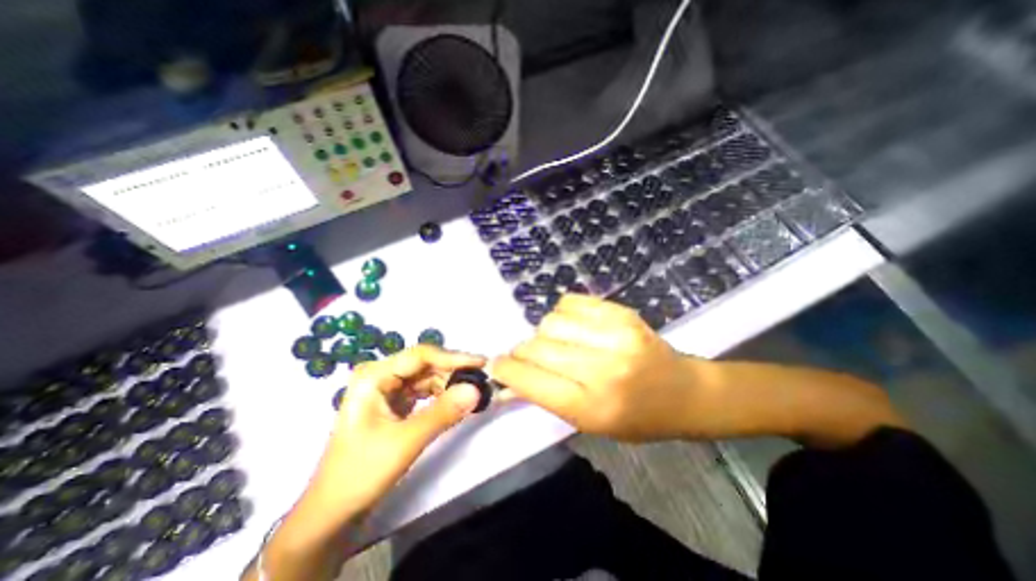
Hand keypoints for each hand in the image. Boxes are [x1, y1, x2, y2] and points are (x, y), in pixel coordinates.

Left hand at [302, 347, 482, 519]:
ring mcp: (386, 389)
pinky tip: (455, 401)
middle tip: (481, 379)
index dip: (453, 357)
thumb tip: (477, 389)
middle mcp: (380, 375)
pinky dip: (440, 395)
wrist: (332, 512)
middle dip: (453, 371)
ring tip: (472, 391)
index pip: (421, 356)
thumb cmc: (361, 473)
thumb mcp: (406, 441)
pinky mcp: (393, 403)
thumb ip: (443, 412)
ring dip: (449, 383)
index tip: (481, 363)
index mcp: (374, 376)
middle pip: (424, 365)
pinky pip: (423, 391)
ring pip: (426, 377)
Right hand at [492, 296, 703, 439]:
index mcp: (592, 406)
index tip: (496, 365)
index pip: (531, 381)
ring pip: (550, 322)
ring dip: (544, 333)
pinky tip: (573, 326)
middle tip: (528, 356)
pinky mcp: (622, 313)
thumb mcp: (588, 422)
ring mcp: (615, 336)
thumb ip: (544, 398)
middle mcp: (602, 369)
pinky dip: (562, 313)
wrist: (684, 392)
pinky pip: (570, 302)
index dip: (506, 370)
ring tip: (557, 342)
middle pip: (537, 347)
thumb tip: (504, 384)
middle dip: (522, 351)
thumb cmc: (635, 418)